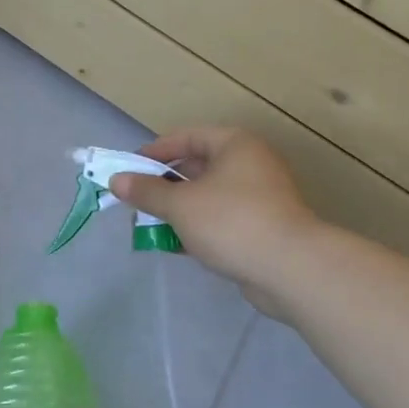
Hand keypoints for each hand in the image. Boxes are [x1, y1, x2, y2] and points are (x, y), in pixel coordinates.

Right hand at [109, 127, 317, 294]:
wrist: (292, 270)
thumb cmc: (232, 222)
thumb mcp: (180, 204)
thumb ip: (146, 191)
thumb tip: (116, 180)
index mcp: (235, 145)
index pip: (186, 137)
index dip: (154, 151)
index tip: (128, 169)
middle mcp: (250, 164)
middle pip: (197, 166)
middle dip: (164, 184)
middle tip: (137, 199)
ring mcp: (260, 197)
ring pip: (208, 196)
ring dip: (179, 209)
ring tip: (152, 224)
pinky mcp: (263, 227)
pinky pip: (221, 219)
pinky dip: (198, 227)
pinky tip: (176, 245)